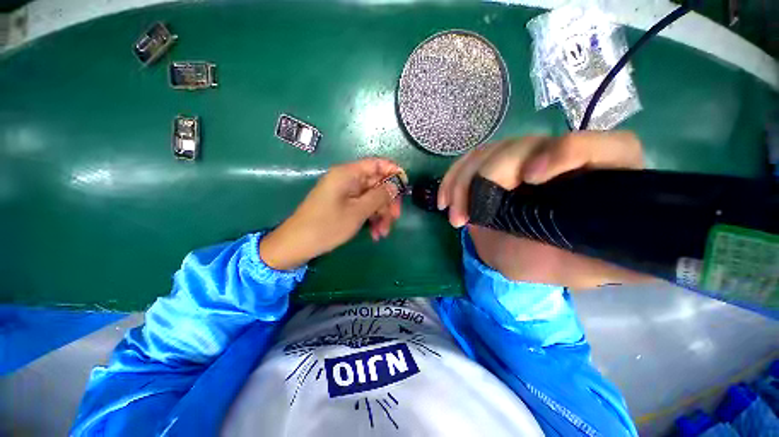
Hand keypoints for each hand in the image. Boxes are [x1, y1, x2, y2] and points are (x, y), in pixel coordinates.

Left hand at [260, 158, 404, 269]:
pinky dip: (371, 218)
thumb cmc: (327, 226)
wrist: (297, 245)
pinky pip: (364, 207)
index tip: (405, 187)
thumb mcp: (358, 212)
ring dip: (381, 214)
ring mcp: (346, 193)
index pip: (376, 164)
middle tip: (395, 218)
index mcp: (348, 174)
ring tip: (383, 233)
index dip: (393, 172)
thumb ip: (379, 196)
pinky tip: (375, 233)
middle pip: (377, 183)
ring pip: (372, 198)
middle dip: (388, 202)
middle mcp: (348, 180)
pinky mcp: (344, 204)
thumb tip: (396, 184)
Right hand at [438, 131, 651, 287]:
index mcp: (598, 176)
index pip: (601, 146)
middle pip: (525, 145)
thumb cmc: (553, 261)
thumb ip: (627, 261)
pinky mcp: (489, 167)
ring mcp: (518, 159)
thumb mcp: (590, 267)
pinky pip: (466, 163)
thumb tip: (669, 256)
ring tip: (454, 216)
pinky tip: (443, 201)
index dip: (567, 151)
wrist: (514, 254)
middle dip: (492, 175)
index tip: (532, 177)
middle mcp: (558, 158)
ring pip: (488, 152)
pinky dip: (450, 180)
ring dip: (463, 183)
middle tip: (472, 211)